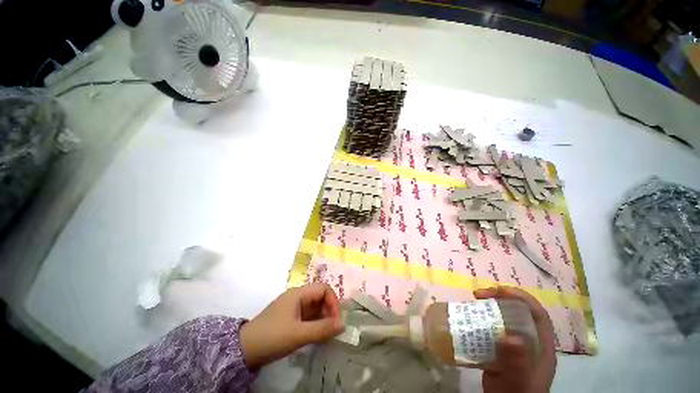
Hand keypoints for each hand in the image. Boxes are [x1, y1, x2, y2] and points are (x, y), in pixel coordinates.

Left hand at [240, 283, 343, 368]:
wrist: (244, 350)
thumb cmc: (272, 337)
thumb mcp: (299, 334)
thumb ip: (322, 329)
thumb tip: (342, 325)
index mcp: (299, 293)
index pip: (323, 289)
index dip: (333, 301)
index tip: (336, 320)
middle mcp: (297, 297)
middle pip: (320, 297)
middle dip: (329, 311)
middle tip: (334, 329)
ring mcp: (293, 307)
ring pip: (315, 307)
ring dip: (323, 319)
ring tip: (328, 334)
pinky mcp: (290, 318)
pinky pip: (308, 317)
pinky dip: (316, 324)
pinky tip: (318, 336)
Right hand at [474, 287, 556, 392]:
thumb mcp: (517, 381)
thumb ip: (516, 362)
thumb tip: (511, 337)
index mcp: (540, 345)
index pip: (537, 314)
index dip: (520, 298)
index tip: (498, 291)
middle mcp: (528, 341)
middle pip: (517, 311)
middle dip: (499, 298)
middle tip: (478, 295)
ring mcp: (514, 346)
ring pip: (503, 318)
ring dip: (487, 307)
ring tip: (471, 302)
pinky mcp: (500, 350)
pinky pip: (490, 328)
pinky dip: (480, 320)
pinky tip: (468, 319)